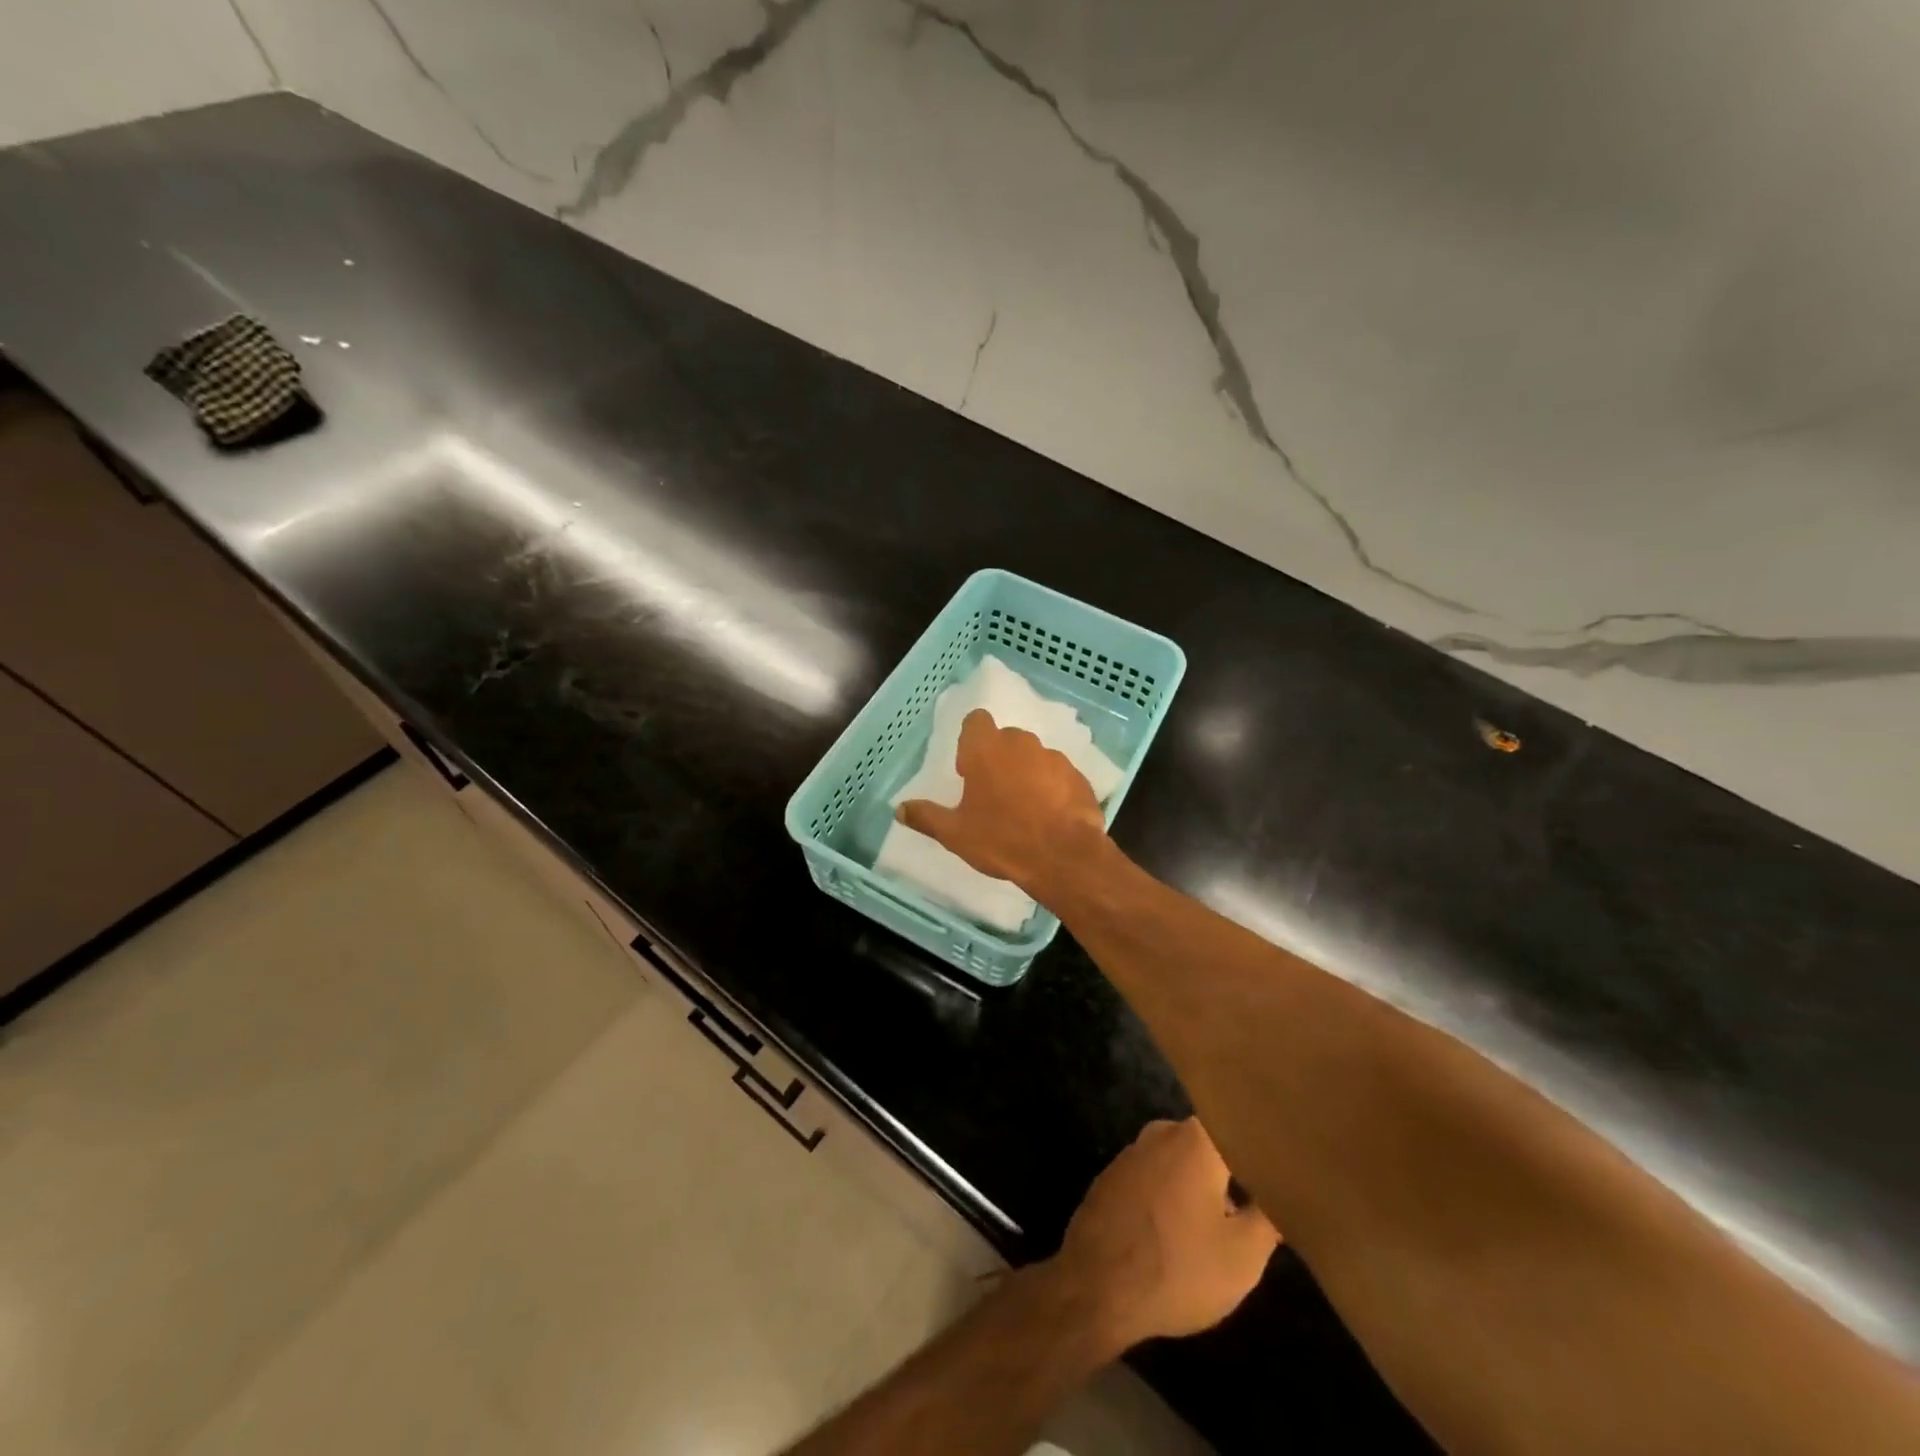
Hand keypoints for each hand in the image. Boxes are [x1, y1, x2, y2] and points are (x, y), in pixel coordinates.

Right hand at [897, 709, 1107, 900]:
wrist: (1063, 857)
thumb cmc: (1001, 839)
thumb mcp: (955, 833)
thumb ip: (926, 816)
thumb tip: (899, 809)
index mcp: (986, 749)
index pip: (976, 721)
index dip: (971, 742)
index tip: (969, 771)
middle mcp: (1021, 743)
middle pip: (1005, 739)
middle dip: (999, 759)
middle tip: (993, 795)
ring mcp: (1054, 758)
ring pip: (1033, 757)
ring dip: (1026, 774)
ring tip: (1024, 810)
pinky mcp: (1079, 776)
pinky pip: (1058, 775)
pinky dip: (1052, 789)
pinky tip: (1049, 817)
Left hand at [1047, 1118, 1280, 1354]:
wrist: (1096, 1286)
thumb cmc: (1178, 1267)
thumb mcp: (1242, 1256)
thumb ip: (1268, 1217)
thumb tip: (1284, 1192)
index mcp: (1197, 1139)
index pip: (1240, 1128)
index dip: (1262, 1148)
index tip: (1281, 1167)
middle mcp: (1162, 1131)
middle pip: (1210, 1146)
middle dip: (1233, 1172)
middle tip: (1258, 1205)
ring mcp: (1132, 1151)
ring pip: (1181, 1162)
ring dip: (1200, 1187)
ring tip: (1222, 1224)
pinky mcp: (1112, 1175)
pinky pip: (1154, 1177)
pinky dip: (1170, 1195)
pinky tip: (1179, 1228)